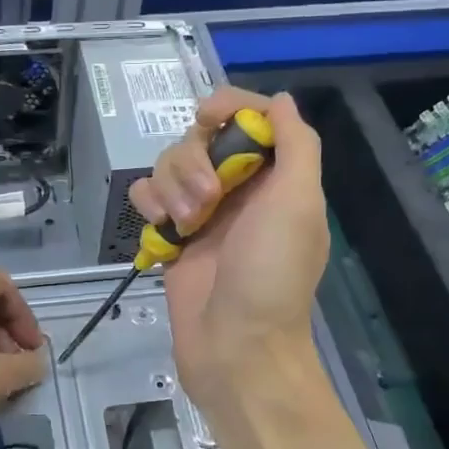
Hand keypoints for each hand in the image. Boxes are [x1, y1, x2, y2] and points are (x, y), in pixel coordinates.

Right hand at [128, 88, 329, 402]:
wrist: (236, 348)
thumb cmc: (272, 275)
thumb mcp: (299, 203)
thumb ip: (296, 144)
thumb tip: (280, 100)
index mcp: (276, 179)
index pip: (251, 121)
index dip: (230, 108)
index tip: (207, 115)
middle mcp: (239, 190)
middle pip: (201, 139)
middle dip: (194, 160)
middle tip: (206, 198)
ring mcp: (202, 214)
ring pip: (170, 166)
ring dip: (172, 186)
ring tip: (185, 223)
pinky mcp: (172, 237)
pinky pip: (149, 198)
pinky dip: (149, 204)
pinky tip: (160, 228)